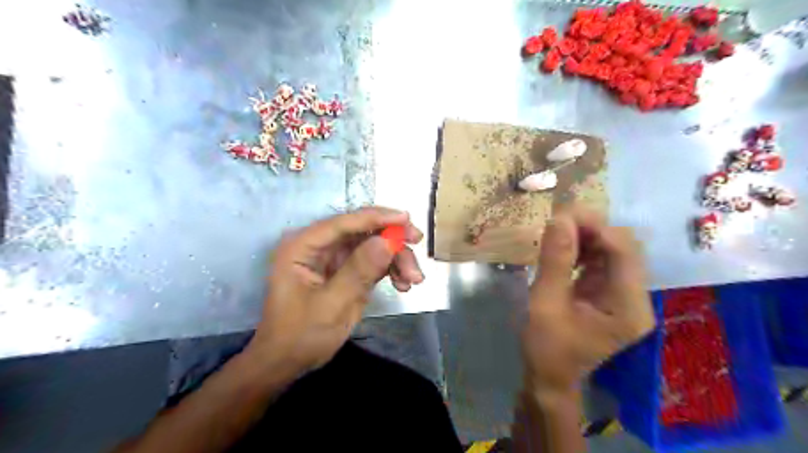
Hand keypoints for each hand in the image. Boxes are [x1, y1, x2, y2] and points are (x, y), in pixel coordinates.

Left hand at [247, 206, 422, 374]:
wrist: (288, 362)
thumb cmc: (300, 335)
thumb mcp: (331, 305)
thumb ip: (359, 271)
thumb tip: (387, 241)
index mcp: (303, 246)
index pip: (343, 223)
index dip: (377, 217)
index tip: (407, 219)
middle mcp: (318, 246)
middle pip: (362, 231)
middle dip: (392, 239)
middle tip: (417, 244)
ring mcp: (333, 258)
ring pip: (372, 245)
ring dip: (396, 258)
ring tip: (413, 280)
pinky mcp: (346, 270)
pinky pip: (374, 262)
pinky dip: (391, 270)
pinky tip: (403, 285)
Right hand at [522, 205, 651, 398]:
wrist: (549, 377)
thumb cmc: (547, 348)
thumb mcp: (545, 303)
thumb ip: (555, 261)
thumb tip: (558, 219)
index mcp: (628, 307)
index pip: (623, 252)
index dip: (595, 226)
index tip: (561, 213)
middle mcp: (635, 297)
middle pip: (623, 247)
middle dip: (590, 228)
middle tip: (556, 219)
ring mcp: (623, 294)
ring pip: (612, 249)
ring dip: (585, 235)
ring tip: (556, 230)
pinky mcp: (609, 292)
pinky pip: (600, 260)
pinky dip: (582, 248)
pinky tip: (562, 246)